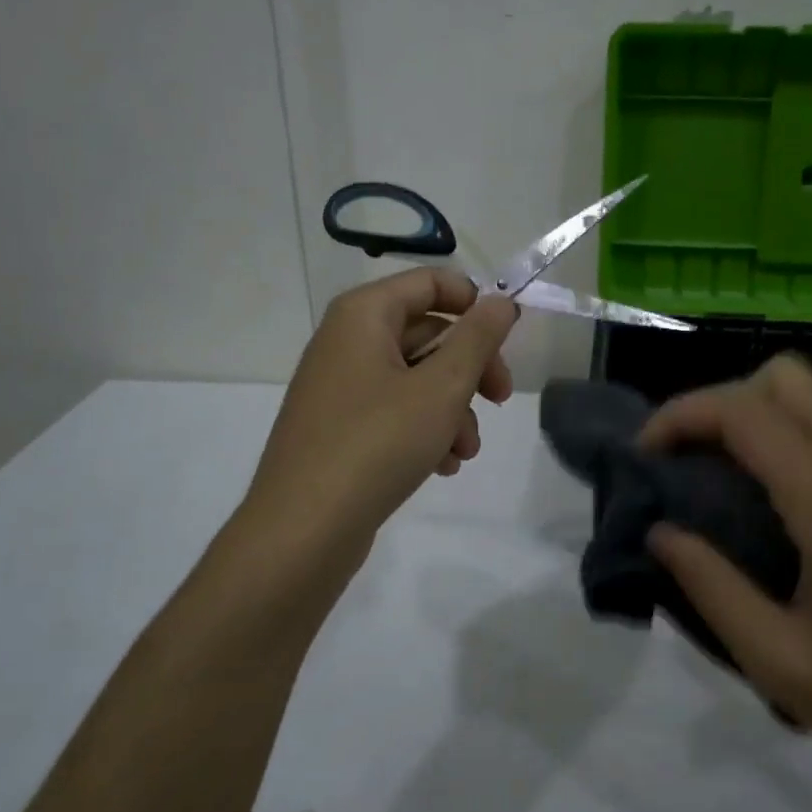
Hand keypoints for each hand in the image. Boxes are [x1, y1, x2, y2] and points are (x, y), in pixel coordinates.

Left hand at [246, 268, 516, 567]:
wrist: (304, 529)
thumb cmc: (378, 443)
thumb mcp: (442, 387)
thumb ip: (478, 338)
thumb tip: (502, 301)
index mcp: (364, 315)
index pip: (430, 282)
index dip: (475, 302)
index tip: (507, 338)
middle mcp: (347, 341)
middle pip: (427, 332)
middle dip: (471, 367)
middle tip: (501, 398)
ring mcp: (340, 386)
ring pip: (416, 378)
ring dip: (453, 408)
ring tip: (467, 449)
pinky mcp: (340, 427)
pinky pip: (394, 411)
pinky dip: (425, 430)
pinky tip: (443, 465)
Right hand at [642, 355, 811, 793]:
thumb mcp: (780, 661)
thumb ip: (710, 587)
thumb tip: (661, 532)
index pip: (742, 410)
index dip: (680, 416)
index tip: (644, 458)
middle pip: (781, 377)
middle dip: (717, 403)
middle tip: (684, 461)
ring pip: (808, 397)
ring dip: (750, 417)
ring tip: (713, 479)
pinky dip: (782, 438)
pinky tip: (764, 502)